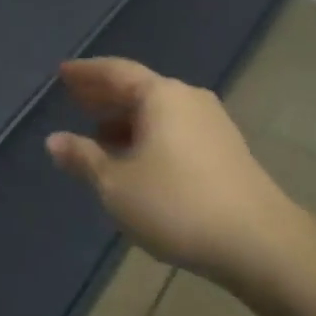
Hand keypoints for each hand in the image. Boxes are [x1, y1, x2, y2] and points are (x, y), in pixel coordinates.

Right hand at [45, 58, 304, 290]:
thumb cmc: (177, 204)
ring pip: (158, 112)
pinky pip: (175, 130)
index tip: (62, 73)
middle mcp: (188, 98)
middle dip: (104, 95)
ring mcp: (212, 124)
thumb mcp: (116, 184)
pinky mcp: (227, 151)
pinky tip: (137, 160)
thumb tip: (54, 140)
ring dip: (126, 120)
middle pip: (138, 88)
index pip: (115, 71)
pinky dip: (149, 136)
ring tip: (99, 136)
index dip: (86, 72)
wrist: (261, 245)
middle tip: (75, 100)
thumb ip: (83, 158)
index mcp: (160, 95)